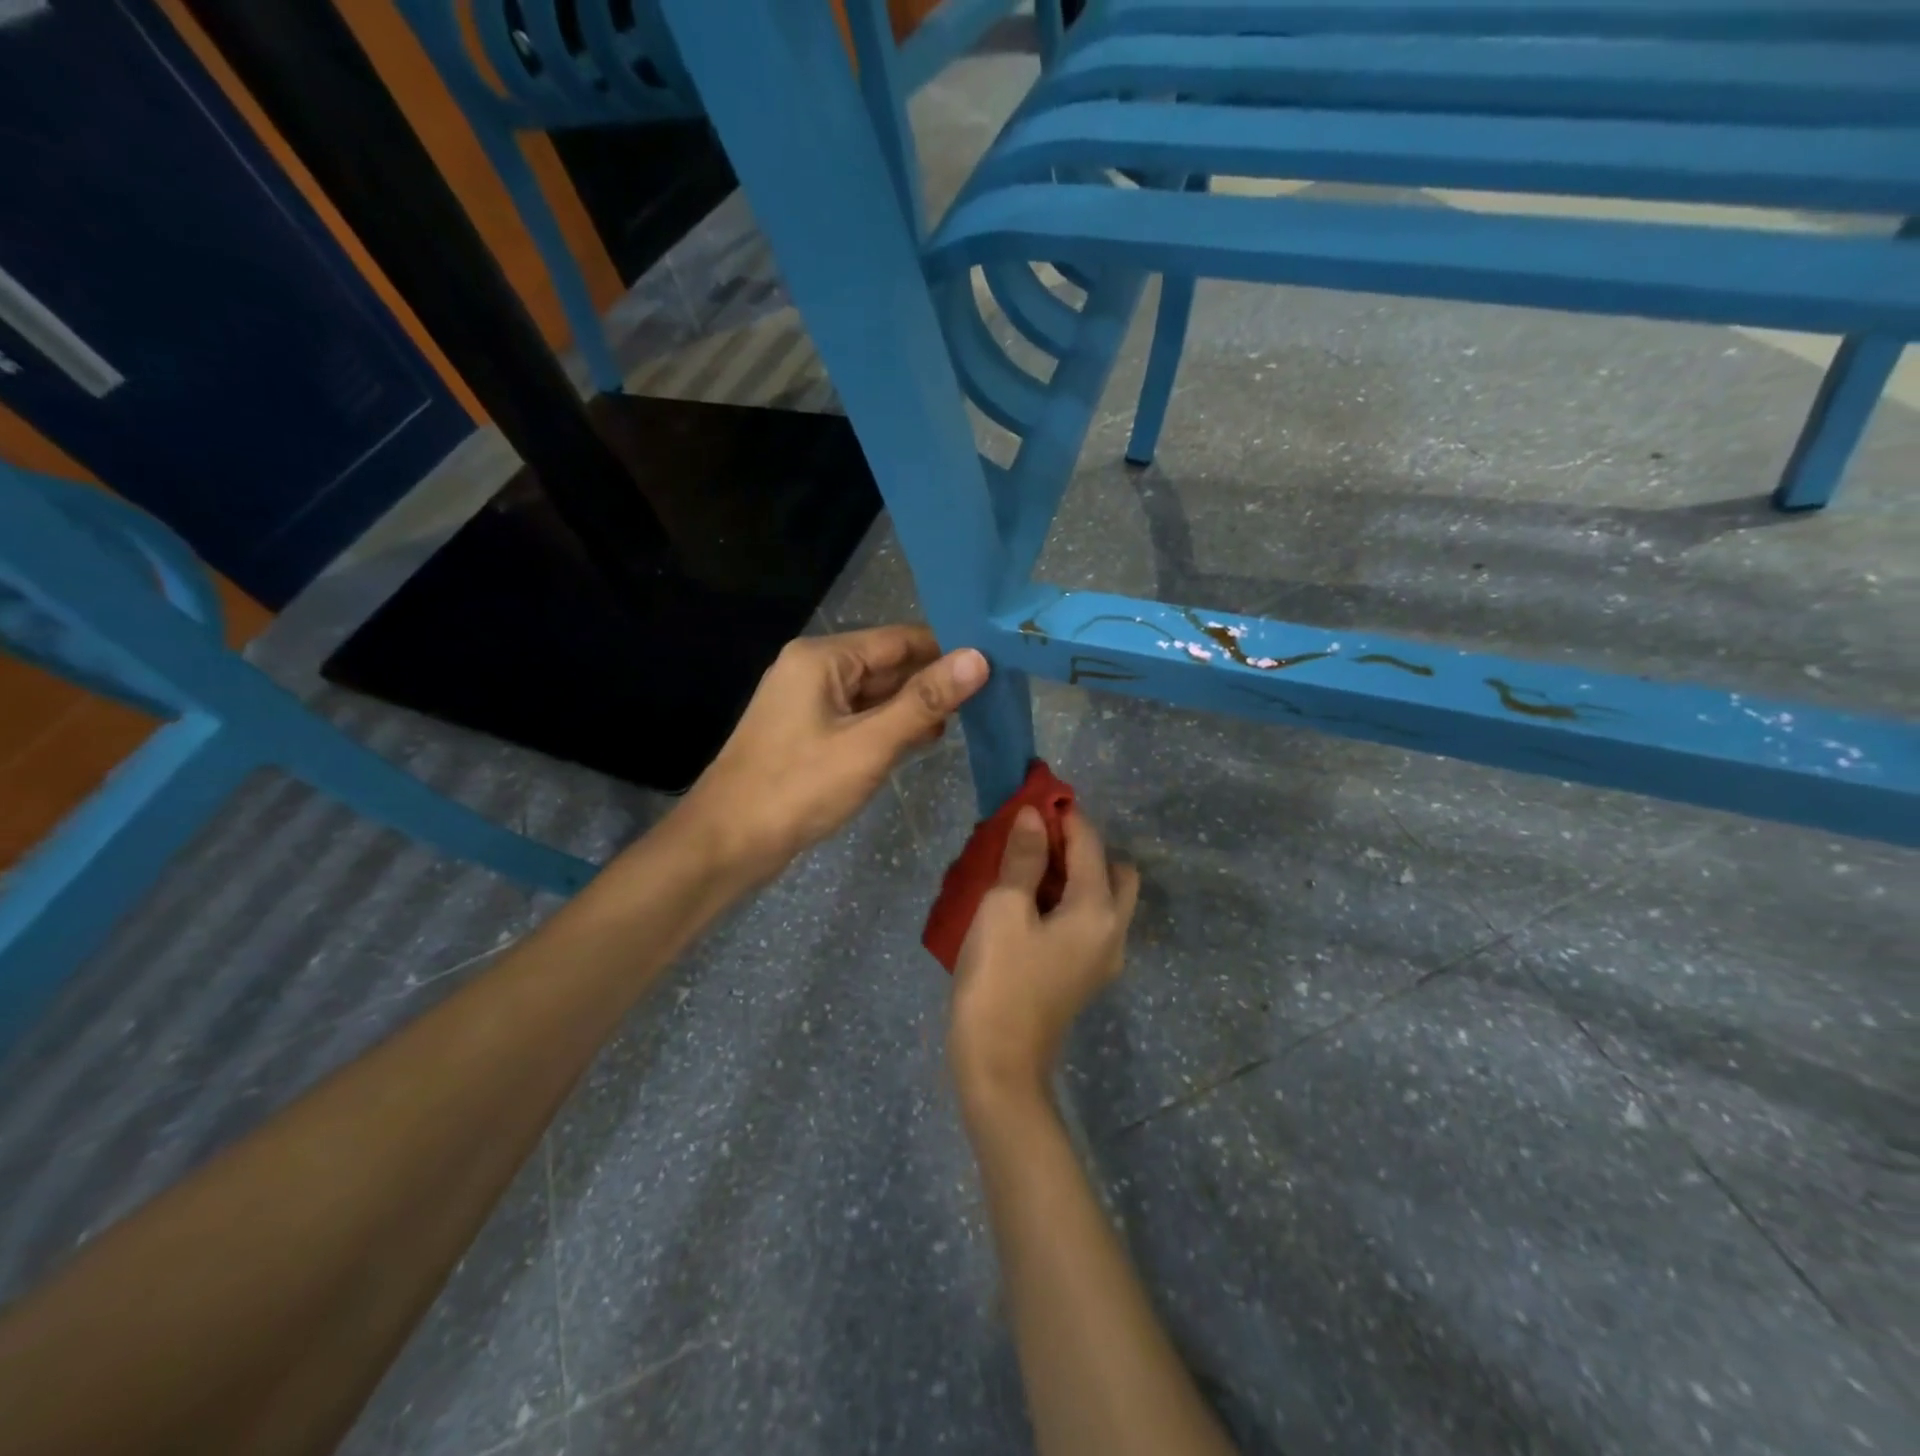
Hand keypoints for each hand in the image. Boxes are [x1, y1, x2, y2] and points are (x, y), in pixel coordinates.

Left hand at [676, 625, 987, 884]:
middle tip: (989, 697)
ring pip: (876, 694)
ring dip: (914, 707)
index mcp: (823, 658)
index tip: (994, 664)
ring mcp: (810, 703)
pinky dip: (890, 727)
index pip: (900, 638)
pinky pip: (860, 718)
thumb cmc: (798, 788)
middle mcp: (814, 670)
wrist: (727, 843)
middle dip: (933, 681)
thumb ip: (924, 701)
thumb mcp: (869, 744)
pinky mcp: (809, 733)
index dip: (946, 650)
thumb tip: (978, 659)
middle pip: (888, 664)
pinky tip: (922, 741)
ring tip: (968, 720)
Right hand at [949, 805, 1140, 1116]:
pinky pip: (1086, 921)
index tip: (1034, 793)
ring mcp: (1101, 958)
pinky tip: (1028, 901)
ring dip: (1073, 873)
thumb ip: (1023, 858)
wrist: (997, 1066)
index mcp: (1098, 910)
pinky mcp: (1083, 975)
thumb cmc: (998, 980)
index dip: (1064, 814)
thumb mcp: (1003, 909)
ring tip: (1027, 864)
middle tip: (1036, 838)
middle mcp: (1112, 931)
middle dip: (1080, 845)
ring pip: (1101, 898)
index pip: (1090, 843)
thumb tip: (1033, 816)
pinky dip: (1067, 901)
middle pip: (1111, 870)